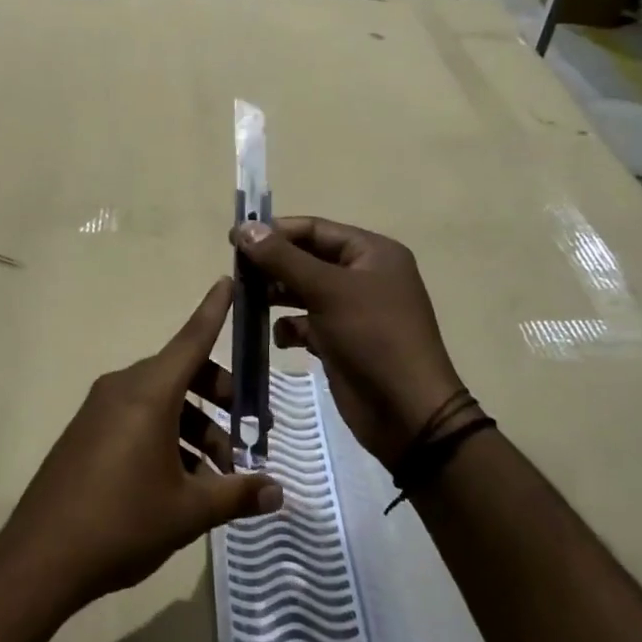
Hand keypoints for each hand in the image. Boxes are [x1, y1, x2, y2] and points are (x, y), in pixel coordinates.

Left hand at [0, 278, 283, 612]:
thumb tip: (278, 493)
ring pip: (161, 401)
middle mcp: (122, 389)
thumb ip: (236, 495)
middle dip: (220, 398)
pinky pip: (137, 418)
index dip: (214, 311)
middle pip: (182, 375)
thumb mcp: (188, 511)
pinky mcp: (87, 432)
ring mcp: (100, 410)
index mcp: (148, 393)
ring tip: (219, 475)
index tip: (229, 280)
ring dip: (195, 426)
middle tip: (249, 435)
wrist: (40, 557)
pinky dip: (166, 435)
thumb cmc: (122, 523)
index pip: (191, 340)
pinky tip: (182, 481)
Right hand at [230, 217, 473, 470]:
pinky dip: (289, 327)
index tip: (234, 240)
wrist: (407, 413)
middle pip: (306, 258)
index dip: (274, 231)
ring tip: (246, 302)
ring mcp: (352, 310)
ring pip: (303, 291)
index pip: (315, 229)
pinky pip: (306, 323)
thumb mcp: (327, 290)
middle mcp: (363, 275)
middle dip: (272, 265)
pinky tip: (280, 338)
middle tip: (236, 273)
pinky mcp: (341, 341)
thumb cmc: (372, 337)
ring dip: (275, 295)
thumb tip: (244, 227)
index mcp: (372, 253)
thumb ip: (282, 258)